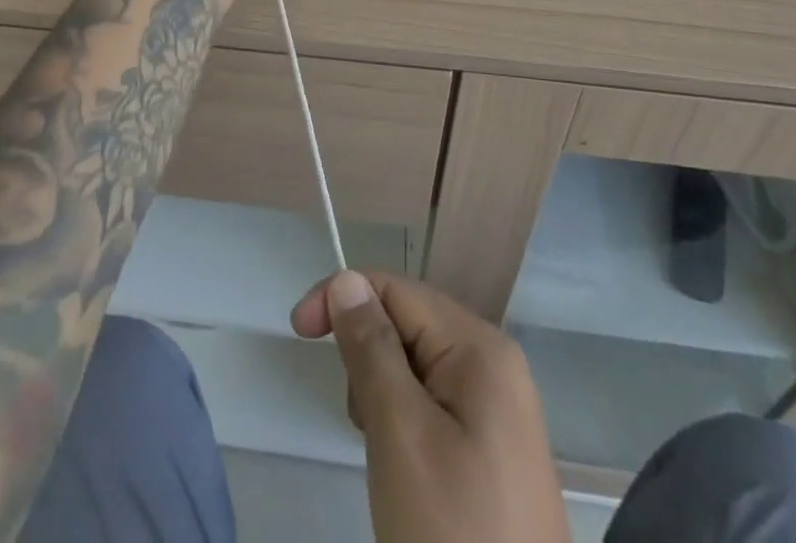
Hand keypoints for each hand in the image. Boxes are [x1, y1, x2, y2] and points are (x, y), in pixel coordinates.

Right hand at [291, 271, 569, 542]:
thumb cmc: (452, 535)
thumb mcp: (400, 435)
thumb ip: (371, 348)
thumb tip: (347, 279)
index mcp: (480, 347)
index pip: (397, 289)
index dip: (343, 298)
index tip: (297, 331)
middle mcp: (495, 364)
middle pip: (408, 324)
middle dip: (367, 358)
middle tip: (363, 425)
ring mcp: (498, 408)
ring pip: (416, 366)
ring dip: (383, 396)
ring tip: (388, 461)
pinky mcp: (493, 449)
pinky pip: (434, 404)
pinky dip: (404, 424)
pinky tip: (405, 472)